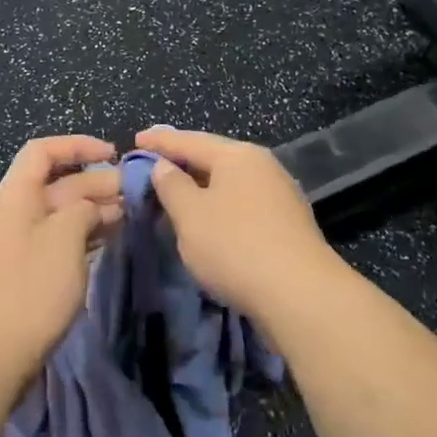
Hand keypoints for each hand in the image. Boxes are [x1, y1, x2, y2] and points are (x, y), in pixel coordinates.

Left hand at [0, 135, 121, 387]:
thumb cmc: (30, 285)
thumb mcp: (64, 237)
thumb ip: (83, 209)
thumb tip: (92, 207)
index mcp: (17, 193)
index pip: (43, 151)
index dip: (77, 145)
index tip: (114, 154)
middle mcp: (17, 210)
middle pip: (58, 182)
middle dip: (96, 181)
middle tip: (136, 192)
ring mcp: (22, 241)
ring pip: (63, 212)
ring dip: (95, 209)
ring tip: (131, 213)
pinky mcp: (30, 269)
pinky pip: (61, 238)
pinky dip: (86, 234)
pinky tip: (111, 238)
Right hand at [136, 127, 343, 328]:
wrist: (301, 296)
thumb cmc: (235, 246)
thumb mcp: (189, 214)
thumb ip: (171, 185)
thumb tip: (164, 166)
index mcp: (237, 156)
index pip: (189, 140)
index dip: (159, 142)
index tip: (135, 140)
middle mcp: (262, 166)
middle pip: (213, 158)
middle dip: (182, 162)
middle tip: (153, 165)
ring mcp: (280, 195)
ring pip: (229, 183)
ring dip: (201, 187)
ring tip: (175, 193)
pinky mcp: (287, 224)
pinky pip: (242, 204)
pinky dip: (219, 206)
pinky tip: (207, 219)